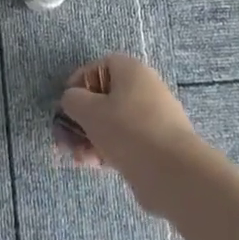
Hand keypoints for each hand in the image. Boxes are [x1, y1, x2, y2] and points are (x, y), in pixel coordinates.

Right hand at [55, 54, 204, 210]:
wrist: (172, 172)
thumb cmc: (127, 130)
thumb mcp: (89, 110)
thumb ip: (72, 100)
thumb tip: (73, 101)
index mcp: (132, 71)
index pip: (98, 67)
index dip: (78, 84)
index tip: (66, 105)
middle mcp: (145, 89)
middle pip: (104, 99)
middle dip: (81, 120)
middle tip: (65, 140)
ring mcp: (154, 118)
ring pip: (113, 123)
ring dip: (90, 139)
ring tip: (79, 158)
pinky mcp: (157, 144)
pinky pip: (126, 141)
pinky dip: (108, 150)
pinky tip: (95, 166)